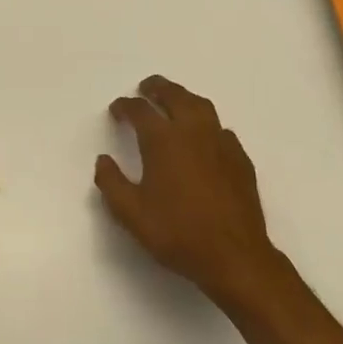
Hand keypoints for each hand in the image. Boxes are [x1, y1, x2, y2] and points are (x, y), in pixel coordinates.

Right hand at [94, 75, 283, 310]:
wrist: (234, 256)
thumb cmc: (178, 233)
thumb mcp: (131, 213)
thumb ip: (111, 183)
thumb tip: (103, 160)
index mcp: (164, 141)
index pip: (140, 111)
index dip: (125, 107)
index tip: (117, 109)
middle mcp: (193, 132)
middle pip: (175, 96)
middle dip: (157, 88)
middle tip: (146, 87)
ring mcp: (221, 143)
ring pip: (201, 106)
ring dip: (183, 98)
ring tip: (173, 101)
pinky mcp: (240, 159)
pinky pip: (220, 128)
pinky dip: (206, 123)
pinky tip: (203, 136)